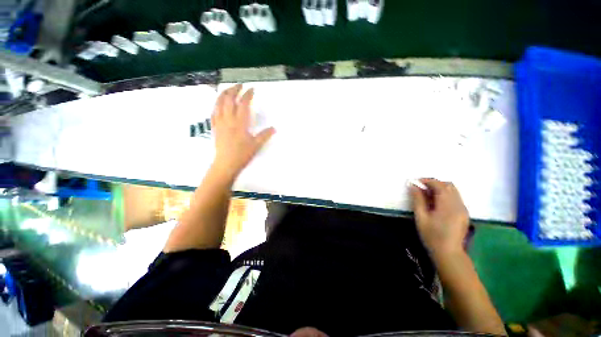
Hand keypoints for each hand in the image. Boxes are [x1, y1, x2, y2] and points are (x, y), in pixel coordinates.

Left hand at [211, 84, 275, 176]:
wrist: (226, 164)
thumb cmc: (242, 154)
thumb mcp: (256, 145)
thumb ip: (265, 135)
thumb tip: (274, 128)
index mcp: (240, 123)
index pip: (243, 104)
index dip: (248, 95)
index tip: (252, 89)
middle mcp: (228, 120)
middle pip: (229, 100)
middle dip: (234, 90)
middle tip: (240, 85)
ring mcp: (220, 123)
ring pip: (219, 103)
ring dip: (224, 94)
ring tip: (229, 89)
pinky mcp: (215, 127)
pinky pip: (213, 112)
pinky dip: (216, 104)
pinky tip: (219, 103)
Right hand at [411, 178, 469, 257]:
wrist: (449, 253)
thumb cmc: (432, 235)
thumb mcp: (421, 217)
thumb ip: (418, 200)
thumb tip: (413, 186)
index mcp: (448, 205)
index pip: (439, 185)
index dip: (427, 181)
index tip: (415, 182)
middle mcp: (458, 204)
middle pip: (449, 185)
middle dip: (434, 183)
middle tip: (421, 188)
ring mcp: (463, 209)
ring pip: (453, 191)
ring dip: (440, 189)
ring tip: (427, 195)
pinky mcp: (464, 213)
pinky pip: (455, 198)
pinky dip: (445, 195)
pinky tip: (436, 203)